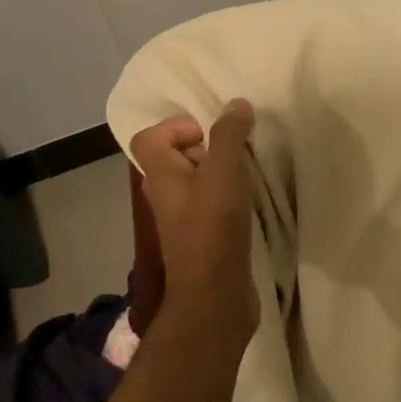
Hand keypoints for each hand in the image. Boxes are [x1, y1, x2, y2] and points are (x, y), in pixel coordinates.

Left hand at [130, 100, 260, 343]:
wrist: (215, 297)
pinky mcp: (203, 241)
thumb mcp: (224, 172)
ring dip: (220, 175)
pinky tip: (251, 204)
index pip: (148, 138)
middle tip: (235, 153)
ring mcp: (183, 221)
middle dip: (206, 148)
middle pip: (174, 159)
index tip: (209, 134)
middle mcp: (166, 196)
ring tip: (248, 175)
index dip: (176, 127)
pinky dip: (228, 200)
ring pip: (196, 184)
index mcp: (161, 176)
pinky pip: (211, 207)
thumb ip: (229, 134)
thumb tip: (236, 104)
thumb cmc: (213, 228)